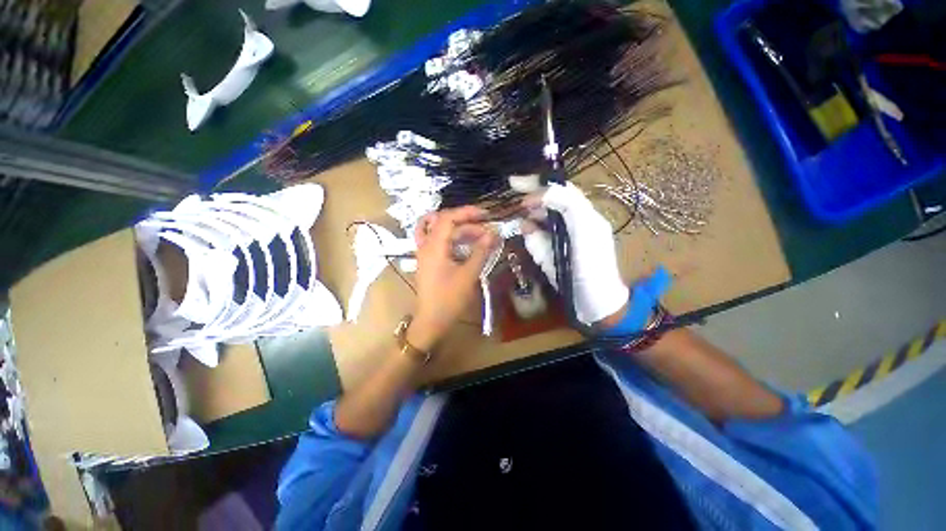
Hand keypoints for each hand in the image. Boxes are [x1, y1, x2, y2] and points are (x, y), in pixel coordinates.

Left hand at [408, 207, 498, 350]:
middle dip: (467, 224)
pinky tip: (465, 244)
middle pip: (445, 223)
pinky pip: (437, 241)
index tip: (486, 215)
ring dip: (460, 231)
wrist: (432, 320)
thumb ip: (481, 251)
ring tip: (480, 238)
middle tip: (487, 233)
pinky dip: (452, 239)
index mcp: (434, 247)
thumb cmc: (450, 299)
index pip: (448, 218)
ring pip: (441, 231)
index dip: (467, 212)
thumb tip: (494, 234)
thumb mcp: (469, 274)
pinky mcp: (428, 260)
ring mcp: (424, 252)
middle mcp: (426, 245)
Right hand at [523, 182, 628, 325]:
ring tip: (520, 217)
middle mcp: (571, 223)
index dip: (540, 184)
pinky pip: (535, 238)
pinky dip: (529, 234)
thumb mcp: (585, 231)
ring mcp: (558, 239)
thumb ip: (568, 206)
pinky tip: (524, 231)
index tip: (517, 184)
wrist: (592, 303)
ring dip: (529, 217)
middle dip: (532, 197)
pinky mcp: (549, 253)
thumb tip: (541, 195)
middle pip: (548, 203)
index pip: (561, 190)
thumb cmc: (593, 266)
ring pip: (539, 220)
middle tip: (514, 191)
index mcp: (583, 214)